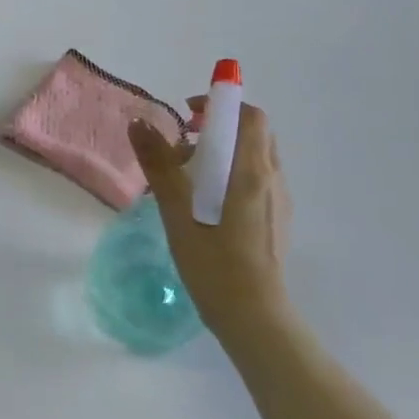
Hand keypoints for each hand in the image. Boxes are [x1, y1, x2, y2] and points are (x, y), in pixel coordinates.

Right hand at [128, 98, 294, 339]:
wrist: (251, 314)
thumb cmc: (212, 261)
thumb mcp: (177, 210)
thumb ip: (159, 164)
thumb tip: (140, 123)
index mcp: (252, 172)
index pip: (249, 116)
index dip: (220, 104)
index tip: (187, 113)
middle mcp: (273, 179)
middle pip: (253, 133)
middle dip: (218, 128)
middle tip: (182, 144)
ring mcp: (278, 201)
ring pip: (254, 157)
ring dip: (223, 152)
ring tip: (187, 177)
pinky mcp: (275, 219)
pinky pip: (255, 180)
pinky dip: (230, 174)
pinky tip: (203, 204)